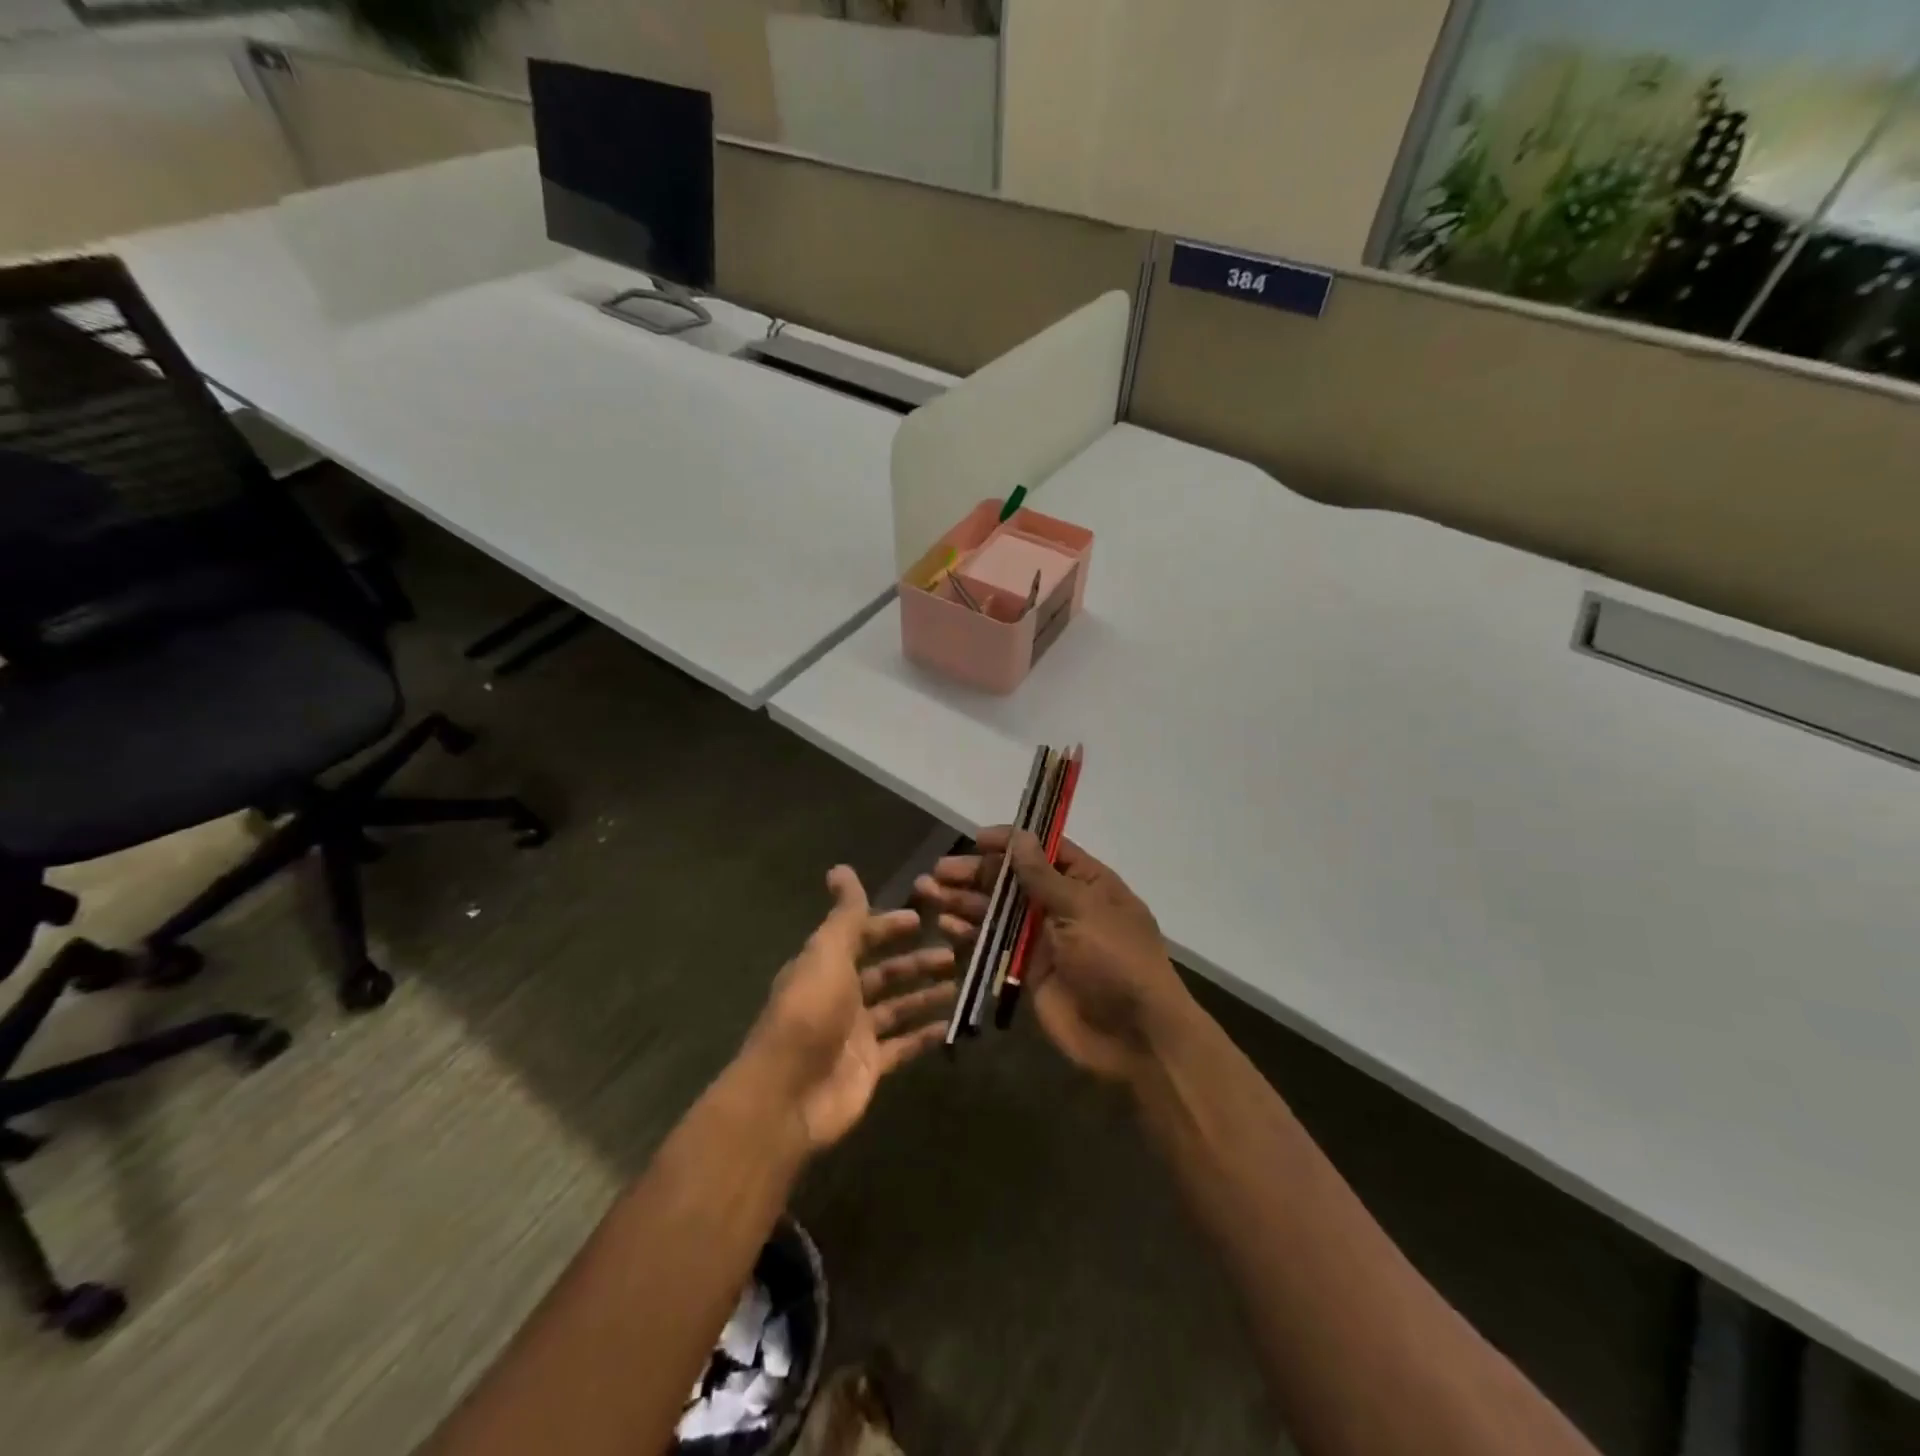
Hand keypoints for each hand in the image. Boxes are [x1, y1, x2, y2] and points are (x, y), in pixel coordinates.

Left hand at [744, 866, 956, 1149]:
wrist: (787, 1096)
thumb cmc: (810, 1013)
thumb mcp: (827, 953)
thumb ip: (844, 915)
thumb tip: (841, 868)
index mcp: (824, 966)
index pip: (859, 937)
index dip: (887, 926)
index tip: (920, 918)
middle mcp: (839, 996)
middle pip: (883, 973)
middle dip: (914, 961)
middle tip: (952, 952)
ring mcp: (855, 1034)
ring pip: (896, 1008)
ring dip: (924, 994)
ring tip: (959, 983)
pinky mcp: (869, 1067)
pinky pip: (903, 1045)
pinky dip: (925, 1034)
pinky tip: (952, 1024)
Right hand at [915, 828, 1192, 1082]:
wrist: (1136, 1037)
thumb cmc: (1116, 961)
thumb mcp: (1082, 910)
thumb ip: (1043, 876)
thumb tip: (1020, 836)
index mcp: (1087, 883)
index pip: (1044, 851)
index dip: (1010, 843)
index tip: (975, 839)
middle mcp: (1063, 906)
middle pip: (1013, 881)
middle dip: (976, 874)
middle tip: (938, 871)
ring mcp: (1045, 939)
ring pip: (999, 912)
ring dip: (965, 901)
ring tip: (928, 892)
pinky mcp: (1029, 971)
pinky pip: (996, 945)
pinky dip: (971, 934)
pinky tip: (946, 924)